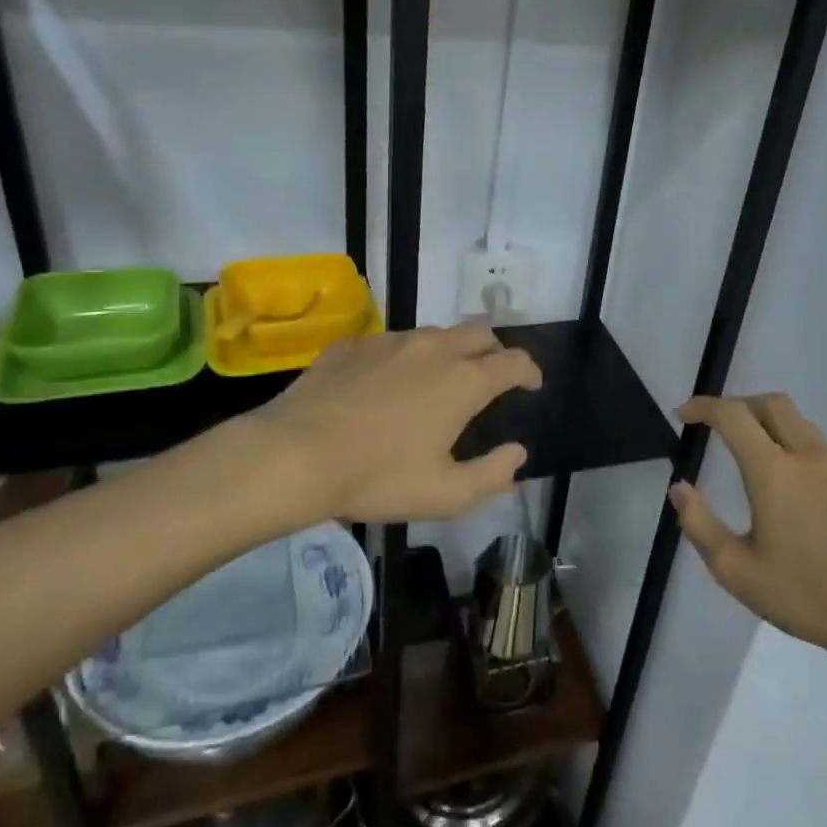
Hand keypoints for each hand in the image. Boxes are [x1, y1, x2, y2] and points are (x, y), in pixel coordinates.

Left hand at [261, 320, 541, 521]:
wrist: (295, 455)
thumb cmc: (378, 477)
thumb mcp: (446, 494)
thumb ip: (492, 475)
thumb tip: (517, 454)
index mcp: (464, 380)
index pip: (514, 361)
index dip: (529, 371)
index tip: (531, 385)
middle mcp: (434, 348)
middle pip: (480, 332)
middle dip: (495, 350)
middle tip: (490, 377)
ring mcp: (391, 341)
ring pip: (436, 334)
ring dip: (450, 351)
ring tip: (438, 381)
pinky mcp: (354, 344)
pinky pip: (392, 342)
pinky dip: (404, 358)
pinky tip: (386, 385)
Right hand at [672, 393, 826, 665]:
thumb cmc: (802, 595)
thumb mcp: (735, 570)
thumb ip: (699, 524)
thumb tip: (679, 488)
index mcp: (774, 472)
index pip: (733, 416)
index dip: (704, 407)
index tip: (684, 414)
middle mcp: (809, 457)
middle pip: (773, 403)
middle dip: (739, 404)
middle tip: (716, 424)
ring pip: (801, 423)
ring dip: (769, 423)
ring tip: (751, 452)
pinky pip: (822, 450)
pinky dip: (796, 448)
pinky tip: (792, 488)